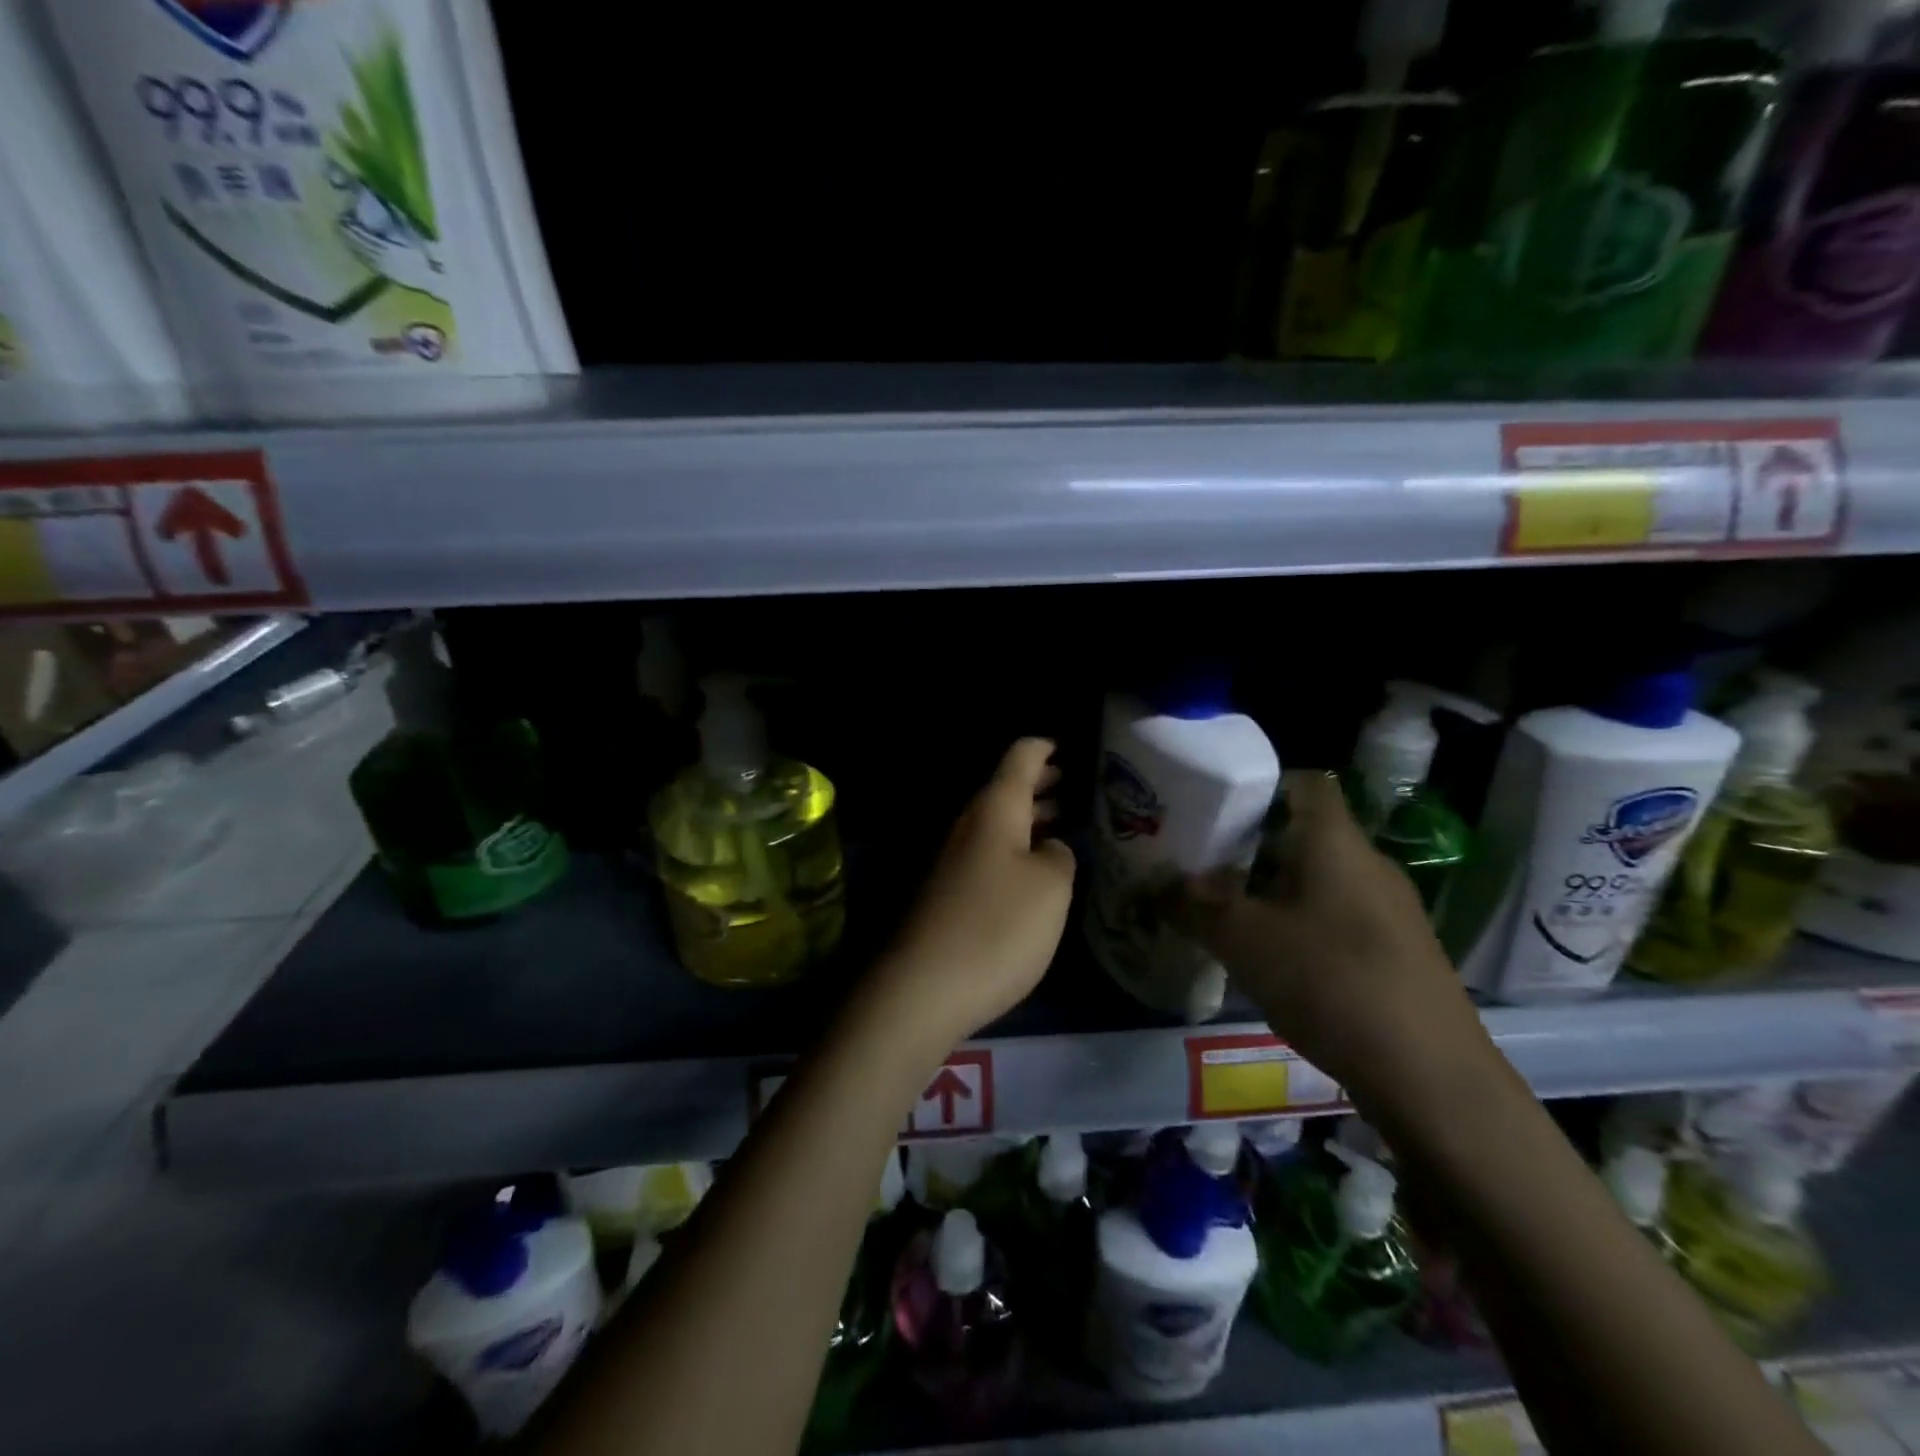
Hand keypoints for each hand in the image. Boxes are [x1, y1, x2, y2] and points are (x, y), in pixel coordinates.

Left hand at [857, 738, 1075, 1055]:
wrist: (924, 987)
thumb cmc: (998, 926)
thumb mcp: (1051, 887)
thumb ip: (1060, 855)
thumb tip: (1050, 849)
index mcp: (996, 809)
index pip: (1021, 757)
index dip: (1046, 747)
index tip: (1070, 745)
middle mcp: (971, 825)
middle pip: (1007, 789)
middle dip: (1042, 784)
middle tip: (1079, 785)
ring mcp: (956, 860)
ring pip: (1000, 824)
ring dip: (1032, 818)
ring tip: (1068, 823)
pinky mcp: (951, 893)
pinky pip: (992, 854)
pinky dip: (1019, 850)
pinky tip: (1039, 871)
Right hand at [1174, 771, 1492, 1103]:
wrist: (1429, 1074)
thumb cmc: (1329, 980)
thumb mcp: (1242, 939)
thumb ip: (1193, 906)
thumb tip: (1157, 886)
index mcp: (1336, 842)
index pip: (1305, 783)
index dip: (1262, 785)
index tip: (1217, 808)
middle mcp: (1368, 865)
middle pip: (1305, 835)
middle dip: (1252, 847)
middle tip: (1203, 864)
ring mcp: (1390, 911)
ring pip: (1320, 880)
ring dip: (1273, 890)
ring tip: (1227, 913)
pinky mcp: (1398, 954)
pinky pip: (1338, 919)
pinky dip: (1301, 925)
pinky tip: (1272, 960)